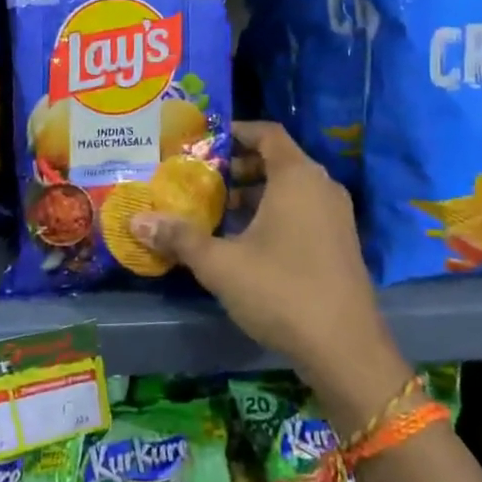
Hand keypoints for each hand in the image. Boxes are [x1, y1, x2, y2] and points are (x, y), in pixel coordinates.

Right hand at [130, 121, 410, 428]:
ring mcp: (336, 216)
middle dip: (237, 167)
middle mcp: (321, 187)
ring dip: (253, 193)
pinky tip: (244, 242)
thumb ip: (179, 238)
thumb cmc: (280, 291)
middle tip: (200, 178)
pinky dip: (273, 213)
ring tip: (215, 210)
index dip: (235, 131)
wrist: (345, 349)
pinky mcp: (339, 243)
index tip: (203, 143)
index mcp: (297, 177)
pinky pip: (302, 211)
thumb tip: (136, 221)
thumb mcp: (220, 264)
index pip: (267, 133)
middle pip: (277, 160)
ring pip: (289, 189)